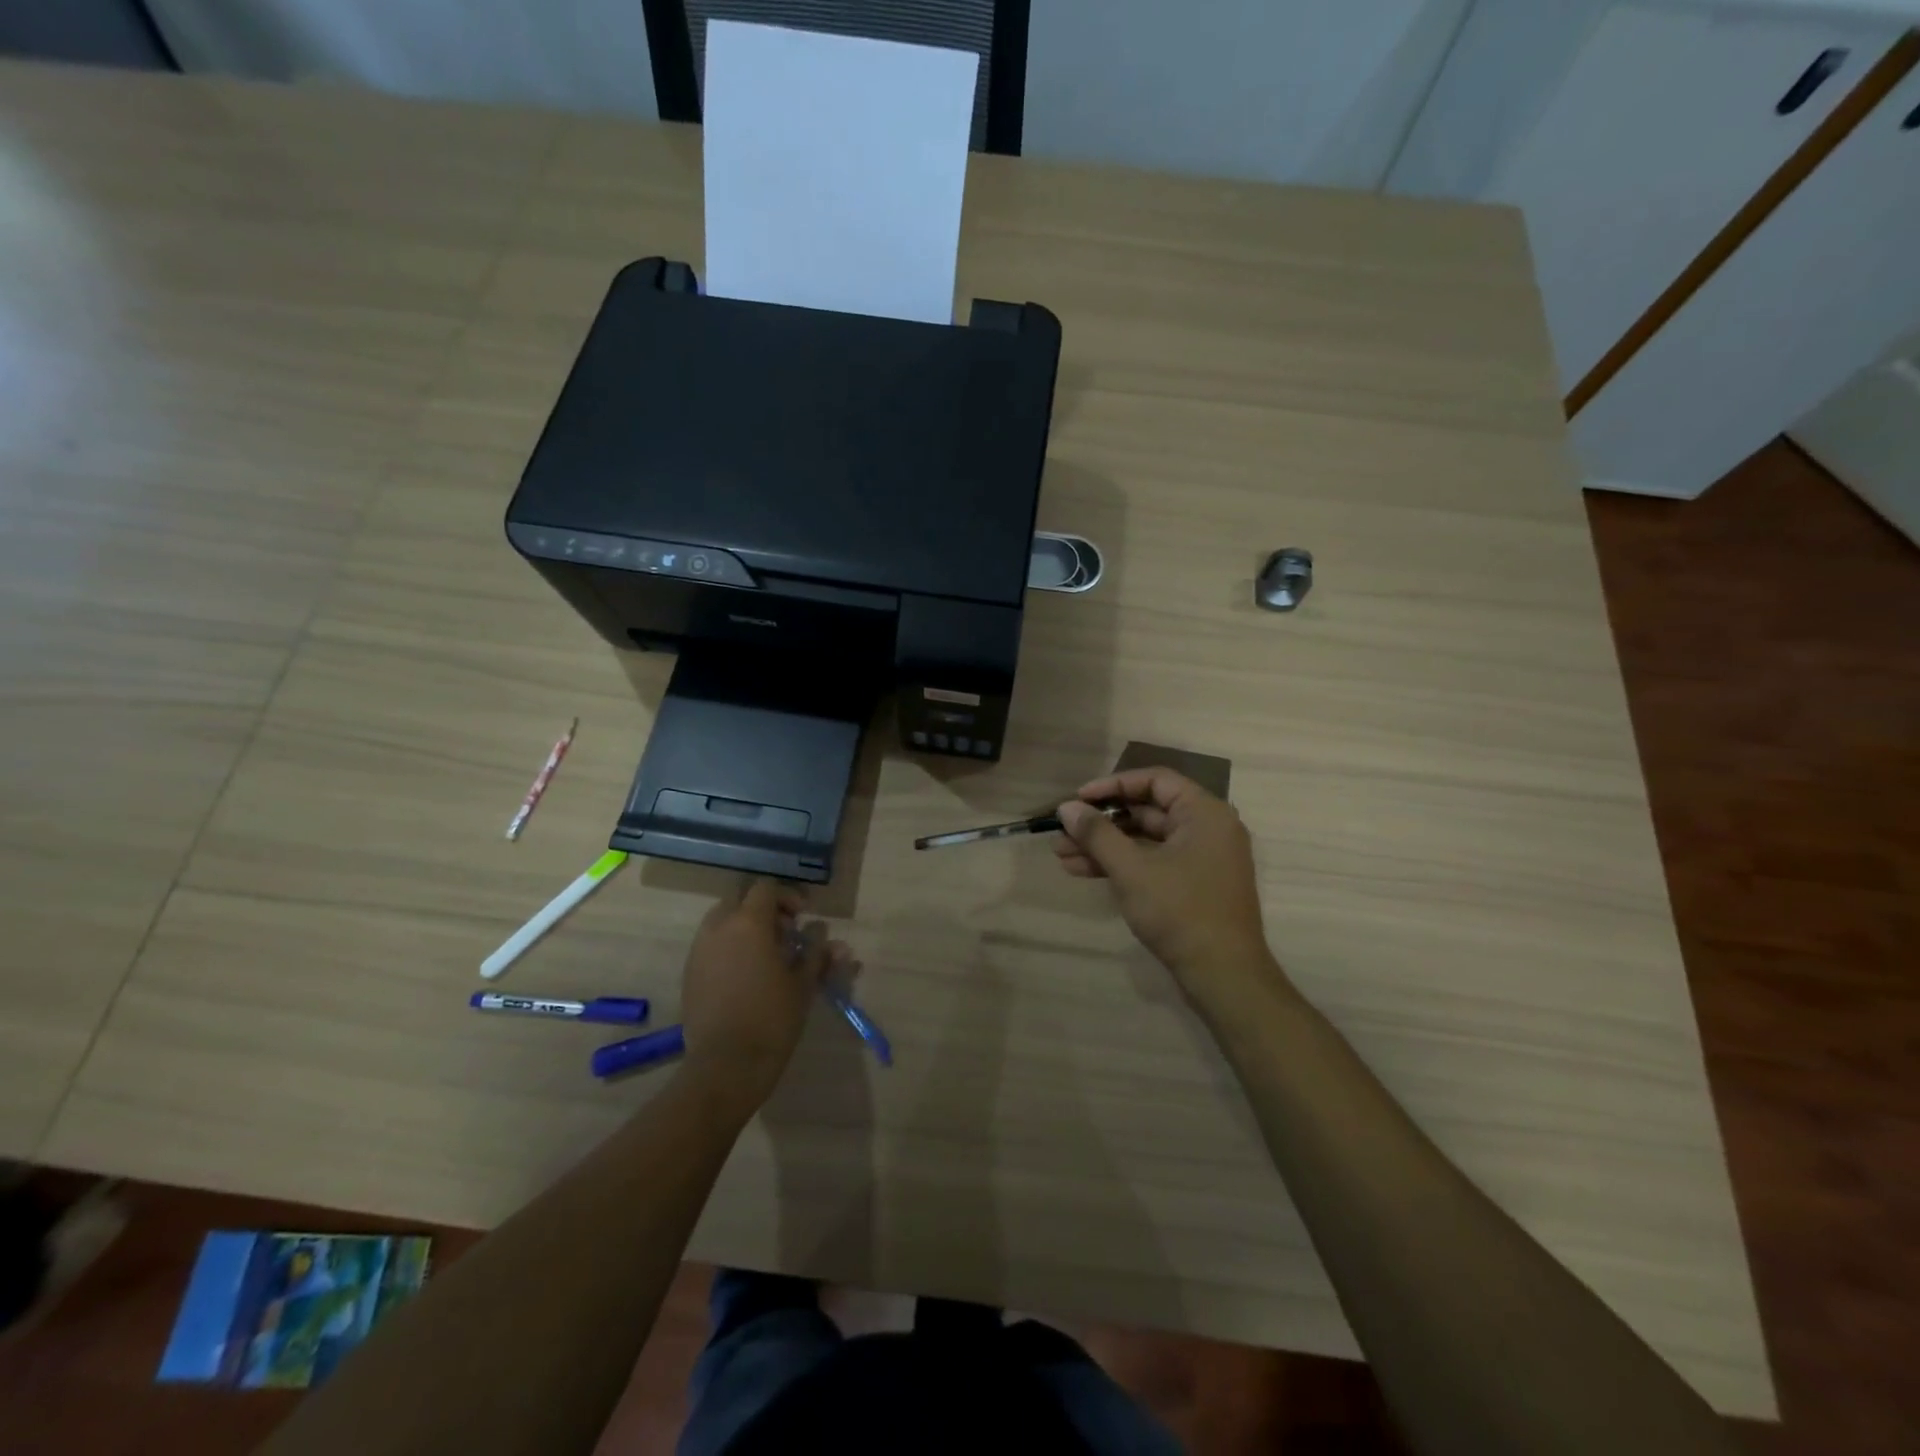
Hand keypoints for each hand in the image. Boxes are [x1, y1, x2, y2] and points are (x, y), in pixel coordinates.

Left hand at [678, 879, 844, 1112]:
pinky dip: (728, 949)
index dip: (786, 897)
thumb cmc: (772, 1018)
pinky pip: (710, 946)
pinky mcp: (689, 974)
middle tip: (784, 934)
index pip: (765, 888)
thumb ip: (816, 954)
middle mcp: (718, 928)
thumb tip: (829, 938)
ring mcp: (699, 951)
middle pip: (739, 900)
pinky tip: (745, 976)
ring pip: (721, 922)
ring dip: (743, 929)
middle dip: (762, 911)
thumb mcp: (803, 984)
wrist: (726, 1065)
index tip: (801, 918)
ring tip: (765, 957)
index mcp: (748, 923)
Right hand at [1055, 768, 1278, 998]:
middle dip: (1101, 822)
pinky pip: (1152, 862)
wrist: (1223, 976)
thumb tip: (1066, 808)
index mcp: (1204, 813)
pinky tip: (1082, 871)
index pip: (1155, 780)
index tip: (1078, 798)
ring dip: (1104, 845)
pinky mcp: (1192, 885)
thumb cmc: (1180, 911)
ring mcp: (1201, 859)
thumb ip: (1097, 834)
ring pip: (1145, 840)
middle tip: (1063, 830)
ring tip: (1061, 855)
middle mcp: (1207, 828)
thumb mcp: (1132, 869)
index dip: (1112, 785)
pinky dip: (1121, 864)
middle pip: (1147, 810)